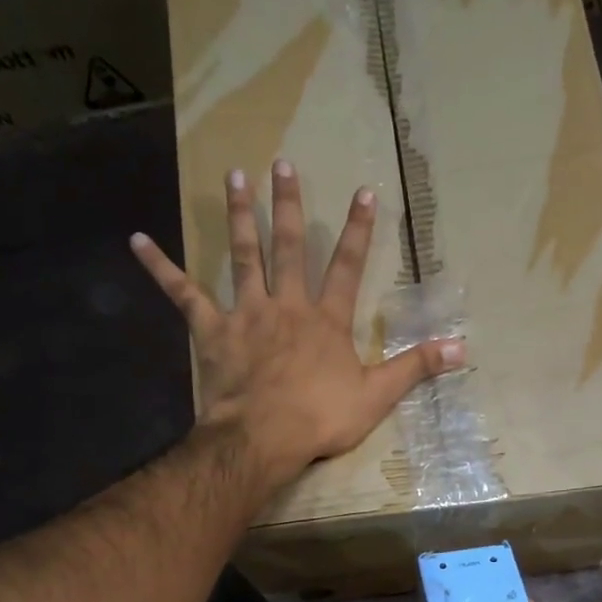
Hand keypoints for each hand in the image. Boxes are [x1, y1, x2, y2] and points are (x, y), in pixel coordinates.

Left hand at [130, 160, 463, 486]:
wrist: (264, 437)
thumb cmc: (321, 418)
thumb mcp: (377, 396)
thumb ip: (416, 367)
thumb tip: (463, 348)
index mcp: (327, 321)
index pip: (348, 266)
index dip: (358, 230)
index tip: (364, 191)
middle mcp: (287, 306)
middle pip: (290, 247)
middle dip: (289, 205)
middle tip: (282, 163)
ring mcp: (247, 314)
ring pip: (243, 257)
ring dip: (239, 216)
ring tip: (232, 176)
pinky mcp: (212, 331)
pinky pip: (183, 294)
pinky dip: (161, 268)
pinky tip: (137, 239)